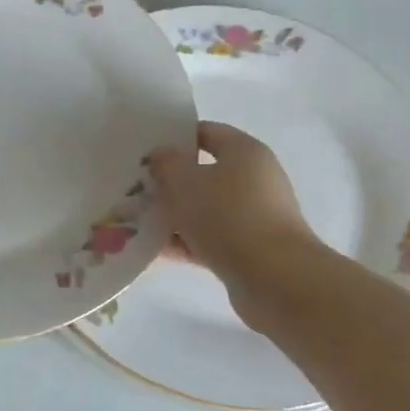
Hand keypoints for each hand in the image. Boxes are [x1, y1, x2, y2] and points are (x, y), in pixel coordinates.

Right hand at [147, 122, 318, 285]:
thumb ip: (166, 163)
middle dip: (170, 182)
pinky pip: (209, 239)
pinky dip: (185, 242)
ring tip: (137, 222)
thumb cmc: (227, 217)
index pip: (206, 132)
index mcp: (244, 152)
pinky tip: (154, 250)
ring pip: (204, 209)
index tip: (145, 151)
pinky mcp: (249, 249)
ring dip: (174, 216)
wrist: (274, 278)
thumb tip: (161, 156)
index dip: (175, 138)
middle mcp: (254, 179)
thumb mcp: (185, 182)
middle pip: (203, 173)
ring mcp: (254, 216)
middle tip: (135, 188)